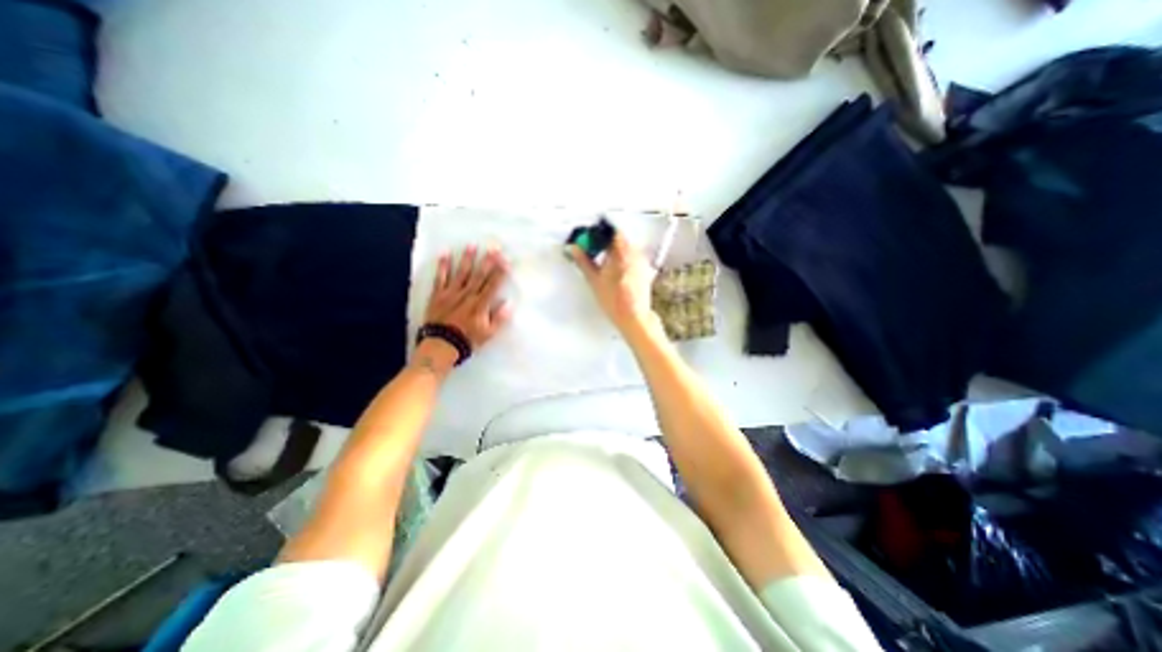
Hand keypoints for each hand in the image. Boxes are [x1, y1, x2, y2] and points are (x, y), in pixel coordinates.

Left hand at [419, 243, 508, 366]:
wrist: (441, 345)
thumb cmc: (467, 340)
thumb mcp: (488, 334)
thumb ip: (499, 318)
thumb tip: (509, 304)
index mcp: (480, 304)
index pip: (493, 284)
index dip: (500, 272)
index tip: (506, 260)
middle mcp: (467, 295)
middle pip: (479, 275)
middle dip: (488, 260)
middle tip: (494, 247)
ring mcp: (451, 293)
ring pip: (461, 273)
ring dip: (467, 258)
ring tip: (472, 245)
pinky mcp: (438, 295)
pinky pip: (440, 277)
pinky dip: (443, 265)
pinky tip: (445, 253)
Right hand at [567, 232, 658, 335]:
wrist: (633, 317)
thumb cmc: (615, 301)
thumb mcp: (594, 280)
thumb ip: (583, 261)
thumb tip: (574, 249)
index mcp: (622, 251)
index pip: (611, 231)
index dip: (599, 233)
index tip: (589, 239)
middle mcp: (635, 253)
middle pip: (619, 239)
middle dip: (605, 243)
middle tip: (593, 251)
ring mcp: (642, 261)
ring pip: (626, 248)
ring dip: (614, 251)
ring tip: (602, 263)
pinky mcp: (644, 270)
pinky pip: (632, 258)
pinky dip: (622, 260)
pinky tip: (613, 272)